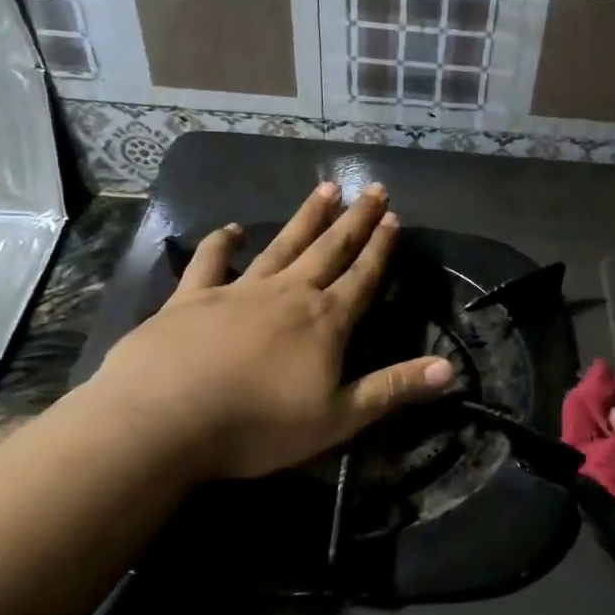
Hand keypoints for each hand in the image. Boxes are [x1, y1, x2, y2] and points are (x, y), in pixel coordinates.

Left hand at [89, 182, 453, 479]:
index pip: (362, 277)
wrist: (163, 419)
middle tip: (372, 188)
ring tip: (325, 189)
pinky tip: (232, 230)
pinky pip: (211, 262)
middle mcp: (288, 294)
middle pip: (329, 249)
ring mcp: (238, 291)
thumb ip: (393, 389)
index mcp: (325, 321)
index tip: (393, 217)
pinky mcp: (191, 298)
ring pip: (282, 245)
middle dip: (355, 220)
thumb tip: (450, 369)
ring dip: (306, 218)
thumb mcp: (339, 417)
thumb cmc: (259, 425)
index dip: (380, 248)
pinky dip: (223, 243)